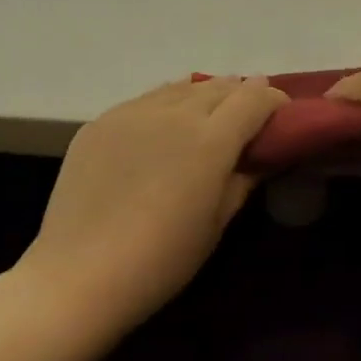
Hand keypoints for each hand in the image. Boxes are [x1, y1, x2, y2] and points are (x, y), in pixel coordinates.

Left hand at [14, 77, 286, 339]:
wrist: (80, 274)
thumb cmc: (162, 259)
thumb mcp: (217, 222)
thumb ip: (243, 179)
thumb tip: (260, 157)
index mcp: (210, 139)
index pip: (253, 98)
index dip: (273, 99)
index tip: (281, 114)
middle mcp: (173, 113)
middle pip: (218, 87)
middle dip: (240, 95)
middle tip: (249, 115)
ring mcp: (131, 113)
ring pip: (179, 88)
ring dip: (203, 95)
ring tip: (209, 115)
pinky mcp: (99, 122)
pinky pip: (144, 101)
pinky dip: (166, 105)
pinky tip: (164, 127)